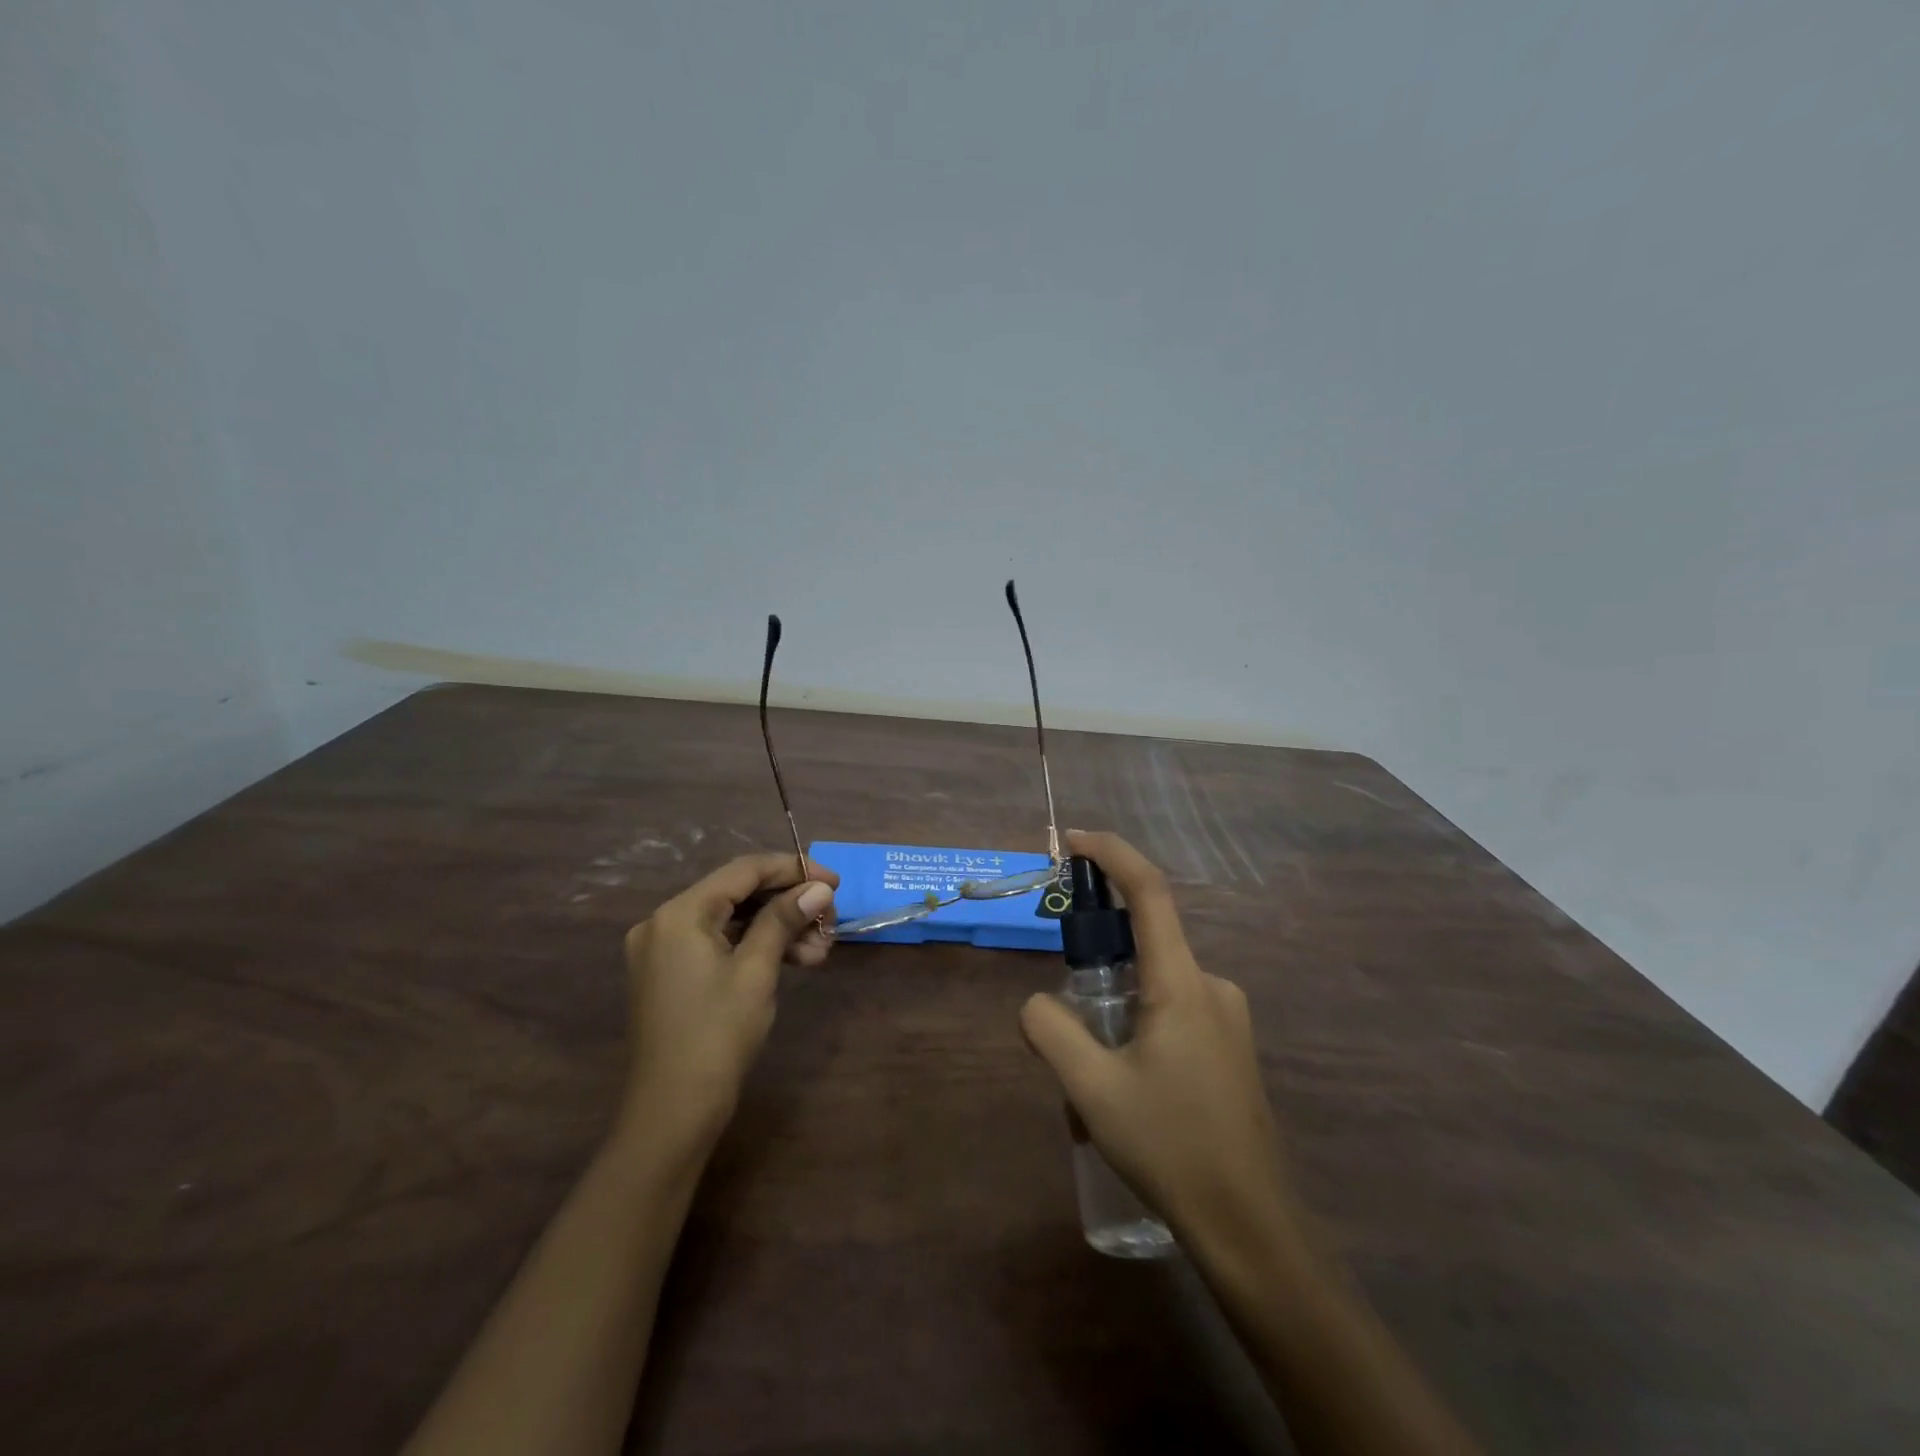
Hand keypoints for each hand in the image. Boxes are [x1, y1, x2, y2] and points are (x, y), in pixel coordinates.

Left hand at [616, 853, 836, 1156]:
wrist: (671, 1115)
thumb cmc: (716, 1036)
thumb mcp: (756, 971)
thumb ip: (784, 920)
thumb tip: (819, 887)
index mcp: (680, 913)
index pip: (744, 870)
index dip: (793, 869)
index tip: (835, 881)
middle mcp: (665, 921)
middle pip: (738, 894)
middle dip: (788, 904)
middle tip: (831, 921)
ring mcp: (665, 949)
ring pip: (733, 921)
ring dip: (778, 929)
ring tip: (819, 950)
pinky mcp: (672, 974)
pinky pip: (720, 944)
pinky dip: (756, 947)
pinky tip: (794, 960)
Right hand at [1021, 830, 1304, 1259]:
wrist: (1252, 1227)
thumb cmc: (1171, 1147)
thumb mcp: (1092, 1089)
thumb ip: (1050, 1030)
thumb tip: (1038, 1002)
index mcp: (1182, 984)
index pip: (1150, 893)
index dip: (1112, 854)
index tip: (1073, 841)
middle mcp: (1212, 986)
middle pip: (1145, 941)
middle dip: (1097, 960)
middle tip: (1067, 1020)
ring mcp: (1227, 1018)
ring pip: (1154, 984)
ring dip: (1115, 1008)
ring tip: (1093, 1080)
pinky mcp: (1231, 1047)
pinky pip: (1172, 1012)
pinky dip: (1137, 1026)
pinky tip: (1128, 1091)